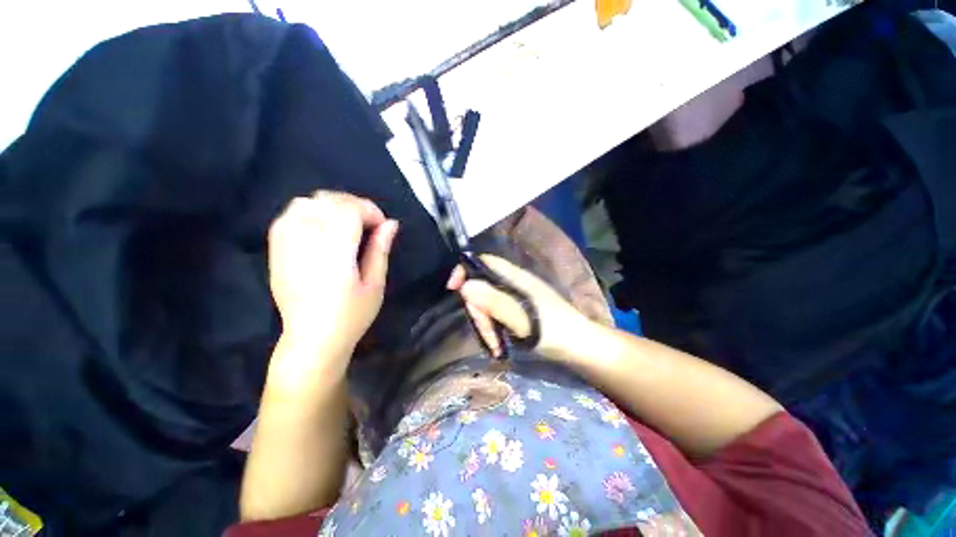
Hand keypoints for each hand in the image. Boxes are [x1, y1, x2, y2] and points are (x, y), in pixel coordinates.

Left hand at [268, 191, 398, 363]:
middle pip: (327, 201)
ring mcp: (285, 246)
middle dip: (354, 205)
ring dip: (331, 206)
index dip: (369, 210)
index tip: (382, 225)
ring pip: (305, 203)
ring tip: (346, 223)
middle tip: (368, 224)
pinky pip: (289, 215)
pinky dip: (310, 212)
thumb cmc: (351, 317)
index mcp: (334, 255)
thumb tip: (391, 223)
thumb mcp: (375, 285)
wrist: (311, 340)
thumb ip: (381, 250)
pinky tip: (323, 227)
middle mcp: (305, 244)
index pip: (348, 210)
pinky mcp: (275, 251)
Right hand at [447, 255, 594, 361]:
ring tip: (496, 346)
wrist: (580, 349)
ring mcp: (515, 299)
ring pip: (487, 304)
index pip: (484, 262)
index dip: (465, 270)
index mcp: (516, 278)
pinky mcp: (516, 312)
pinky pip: (495, 315)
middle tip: (486, 333)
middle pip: (482, 287)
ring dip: (486, 325)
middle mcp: (513, 284)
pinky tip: (499, 346)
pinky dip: (493, 330)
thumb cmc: (555, 332)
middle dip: (478, 310)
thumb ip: (495, 302)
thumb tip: (465, 286)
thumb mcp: (523, 319)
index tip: (453, 289)